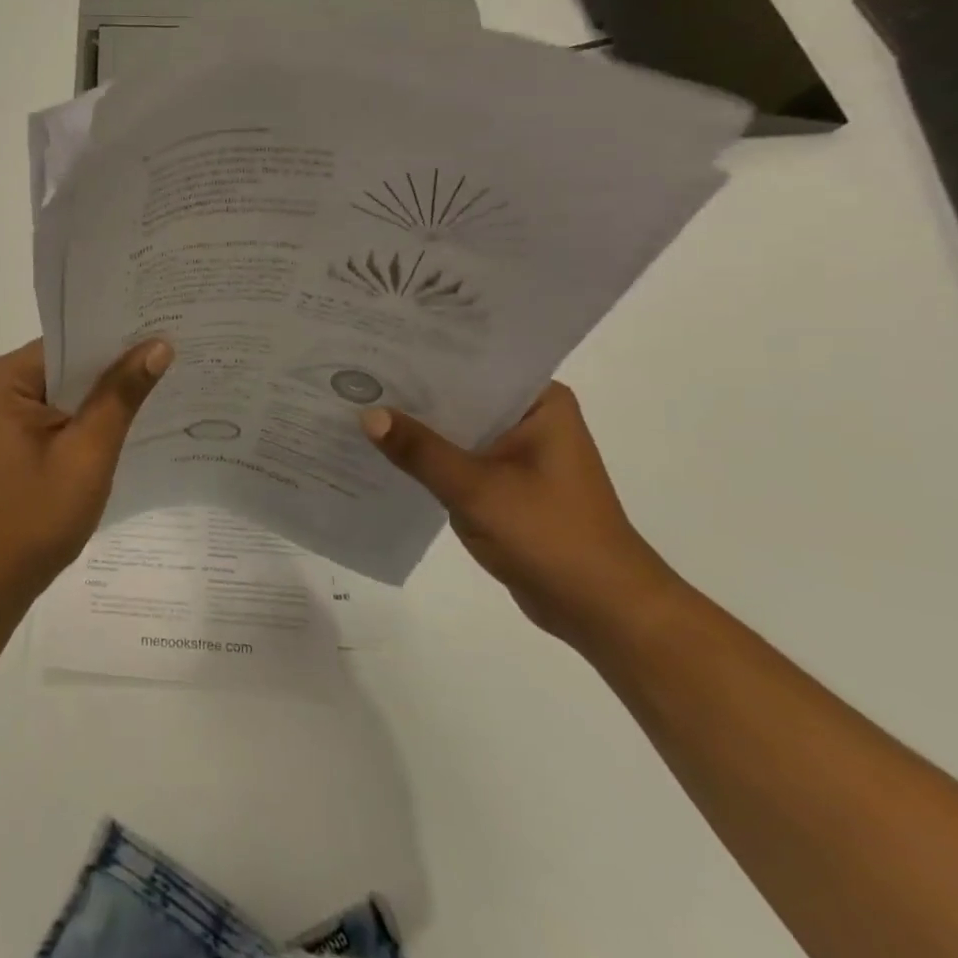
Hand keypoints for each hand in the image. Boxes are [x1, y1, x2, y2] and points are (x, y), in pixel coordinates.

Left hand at [0, 337, 171, 609]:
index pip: (69, 341)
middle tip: (176, 352)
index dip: (117, 336)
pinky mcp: (13, 438)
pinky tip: (129, 418)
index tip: (166, 327)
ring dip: (104, 393)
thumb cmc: (34, 518)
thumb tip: (159, 344)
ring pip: (65, 389)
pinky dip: (88, 416)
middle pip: (67, 362)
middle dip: (116, 364)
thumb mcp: (87, 454)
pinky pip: (58, 412)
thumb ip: (121, 396)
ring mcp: (2, 414)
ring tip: (164, 379)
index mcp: (3, 380)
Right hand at [362, 383, 680, 647]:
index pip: (472, 363)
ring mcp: (517, 452)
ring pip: (456, 428)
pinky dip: (427, 457)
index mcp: (539, 403)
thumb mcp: (477, 489)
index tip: (375, 345)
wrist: (603, 612)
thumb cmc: (552, 537)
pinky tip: (382, 450)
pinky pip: (457, 458)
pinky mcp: (505, 484)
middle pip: (460, 394)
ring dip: (417, 427)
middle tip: (355, 372)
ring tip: (357, 403)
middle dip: (412, 391)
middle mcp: (529, 418)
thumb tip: (367, 413)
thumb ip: (420, 450)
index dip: (423, 356)